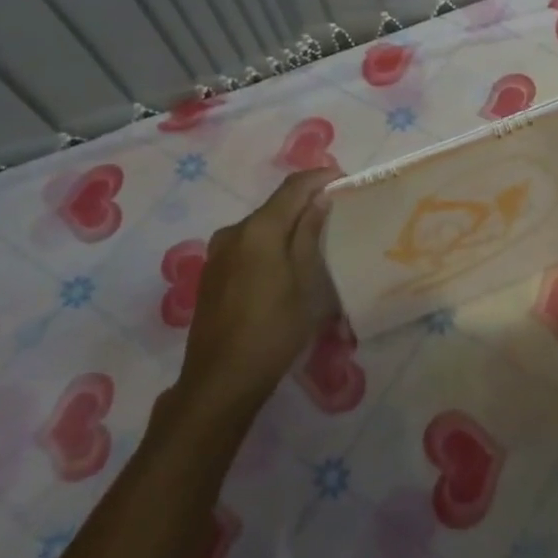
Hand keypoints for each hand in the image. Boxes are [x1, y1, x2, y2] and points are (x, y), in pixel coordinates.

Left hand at [173, 170, 338, 423]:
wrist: (221, 380)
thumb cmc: (274, 329)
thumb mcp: (306, 281)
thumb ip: (310, 234)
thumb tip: (319, 198)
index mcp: (259, 228)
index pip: (294, 186)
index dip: (320, 177)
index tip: (345, 180)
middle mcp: (234, 231)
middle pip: (276, 206)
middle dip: (305, 203)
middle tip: (336, 213)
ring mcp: (218, 253)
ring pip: (261, 227)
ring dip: (287, 226)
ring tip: (314, 241)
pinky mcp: (212, 275)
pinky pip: (247, 246)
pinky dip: (269, 245)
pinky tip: (284, 266)